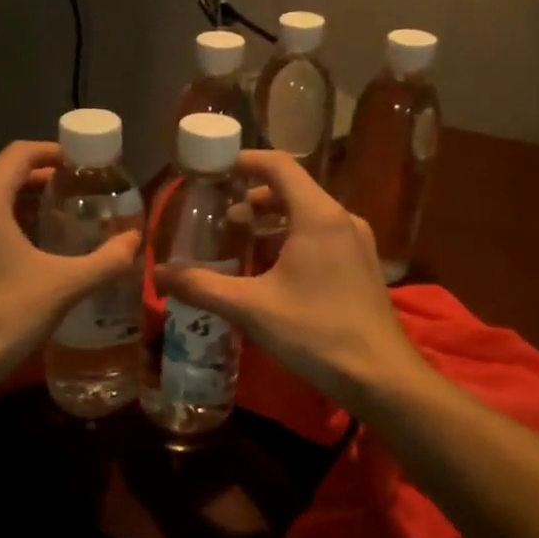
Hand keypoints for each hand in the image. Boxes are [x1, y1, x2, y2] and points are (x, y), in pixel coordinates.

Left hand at [0, 141, 140, 399]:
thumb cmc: (4, 316)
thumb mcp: (64, 286)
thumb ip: (106, 260)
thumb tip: (136, 241)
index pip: (20, 153)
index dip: (54, 151)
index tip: (85, 163)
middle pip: (5, 173)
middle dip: (44, 176)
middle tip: (82, 188)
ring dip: (25, 198)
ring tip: (64, 213)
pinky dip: (8, 219)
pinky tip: (34, 245)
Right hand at [155, 151, 424, 412]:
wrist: (380, 376)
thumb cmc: (314, 331)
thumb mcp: (250, 307)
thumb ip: (201, 286)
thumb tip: (158, 273)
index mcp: (317, 215)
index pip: (278, 166)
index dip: (244, 160)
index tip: (213, 169)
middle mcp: (342, 219)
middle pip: (292, 189)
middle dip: (252, 198)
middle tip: (219, 216)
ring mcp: (356, 243)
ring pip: (307, 215)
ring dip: (272, 221)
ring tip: (239, 242)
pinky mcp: (361, 266)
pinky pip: (321, 237)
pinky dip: (291, 240)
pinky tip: (270, 271)